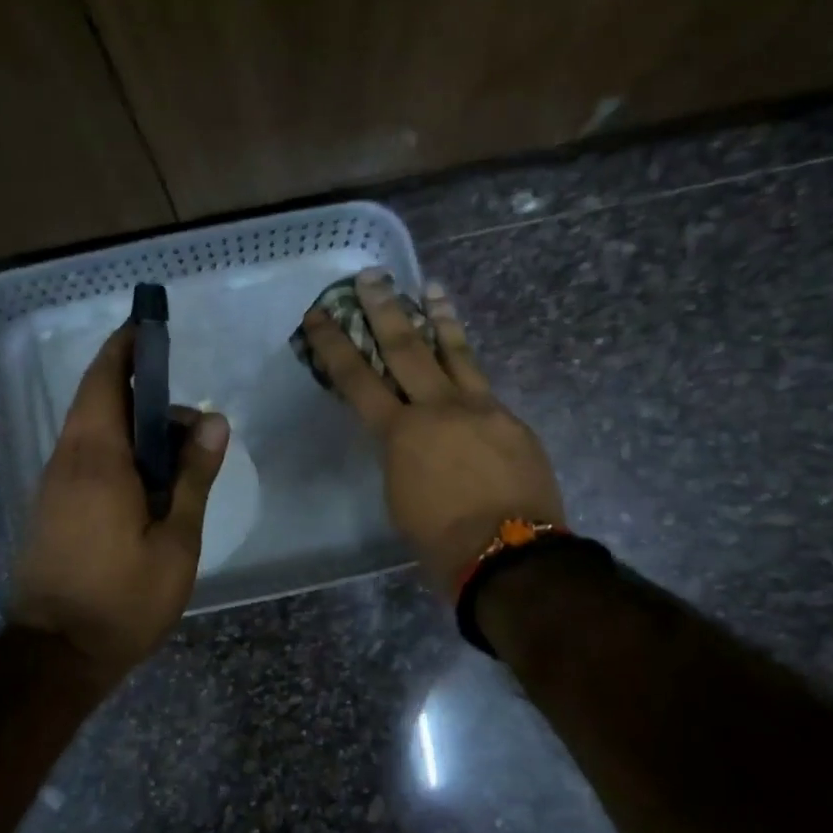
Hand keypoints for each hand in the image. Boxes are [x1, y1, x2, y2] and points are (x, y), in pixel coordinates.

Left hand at [10, 326, 229, 676]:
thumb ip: (193, 477)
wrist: (55, 655)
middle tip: (191, 425)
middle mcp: (67, 461)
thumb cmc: (122, 599)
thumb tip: (212, 420)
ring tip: (178, 457)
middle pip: (99, 402)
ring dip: (132, 428)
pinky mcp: (51, 508)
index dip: (124, 349)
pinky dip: (117, 452)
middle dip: (141, 394)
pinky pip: (85, 459)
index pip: (104, 381)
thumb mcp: (175, 541)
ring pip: (93, 432)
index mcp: (96, 459)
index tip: (149, 328)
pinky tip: (149, 483)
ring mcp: (53, 485)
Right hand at [303, 270, 563, 590]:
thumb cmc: (440, 540)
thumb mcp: (399, 495)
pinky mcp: (512, 420)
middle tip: (373, 277)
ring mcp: (481, 409)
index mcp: (401, 433)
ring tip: (431, 288)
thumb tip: (409, 438)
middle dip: (385, 310)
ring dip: (440, 318)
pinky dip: (470, 369)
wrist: (510, 556)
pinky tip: (468, 365)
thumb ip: (400, 454)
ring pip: (456, 353)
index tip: (319, 315)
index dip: (334, 344)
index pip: (357, 379)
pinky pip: (485, 386)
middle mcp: (438, 408)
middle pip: (407, 348)